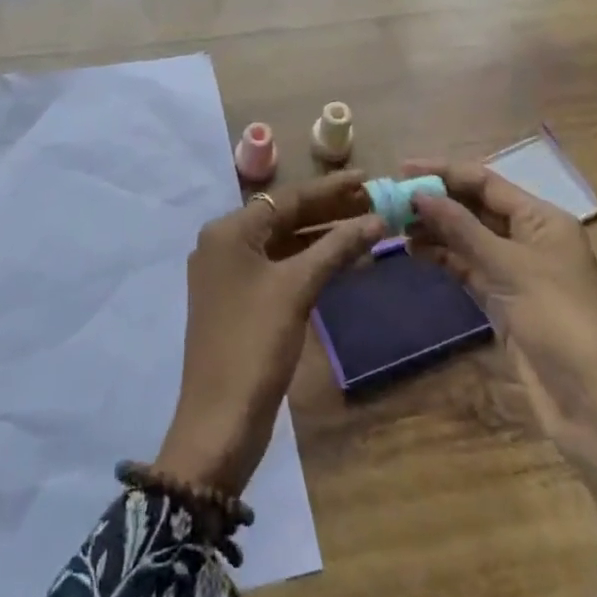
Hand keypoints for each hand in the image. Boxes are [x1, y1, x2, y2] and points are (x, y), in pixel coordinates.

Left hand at [153, 173, 383, 496]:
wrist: (220, 419)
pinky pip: (278, 267)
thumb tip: (377, 218)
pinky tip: (341, 258)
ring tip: (366, 224)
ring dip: (321, 235)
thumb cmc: (255, 343)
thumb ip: (336, 248)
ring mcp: (229, 273)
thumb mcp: (297, 289)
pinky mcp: (239, 300)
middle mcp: (223, 243)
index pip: (286, 198)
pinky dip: (308, 261)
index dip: (330, 188)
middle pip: (283, 217)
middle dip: (328, 210)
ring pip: (282, 242)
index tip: (368, 177)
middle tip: (374, 199)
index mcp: (228, 231)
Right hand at [405, 159, 596, 531]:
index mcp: (542, 219)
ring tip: (394, 225)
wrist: (593, 404)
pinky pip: (466, 267)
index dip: (443, 172)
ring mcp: (515, 270)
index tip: (402, 169)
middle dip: (435, 201)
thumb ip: (462, 228)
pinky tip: (414, 252)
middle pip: (475, 206)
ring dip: (434, 229)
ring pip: (467, 237)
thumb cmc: (559, 321)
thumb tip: (419, 195)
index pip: (485, 182)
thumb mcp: (509, 268)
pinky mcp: (502, 300)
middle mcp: (529, 237)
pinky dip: (442, 257)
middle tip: (390, 199)